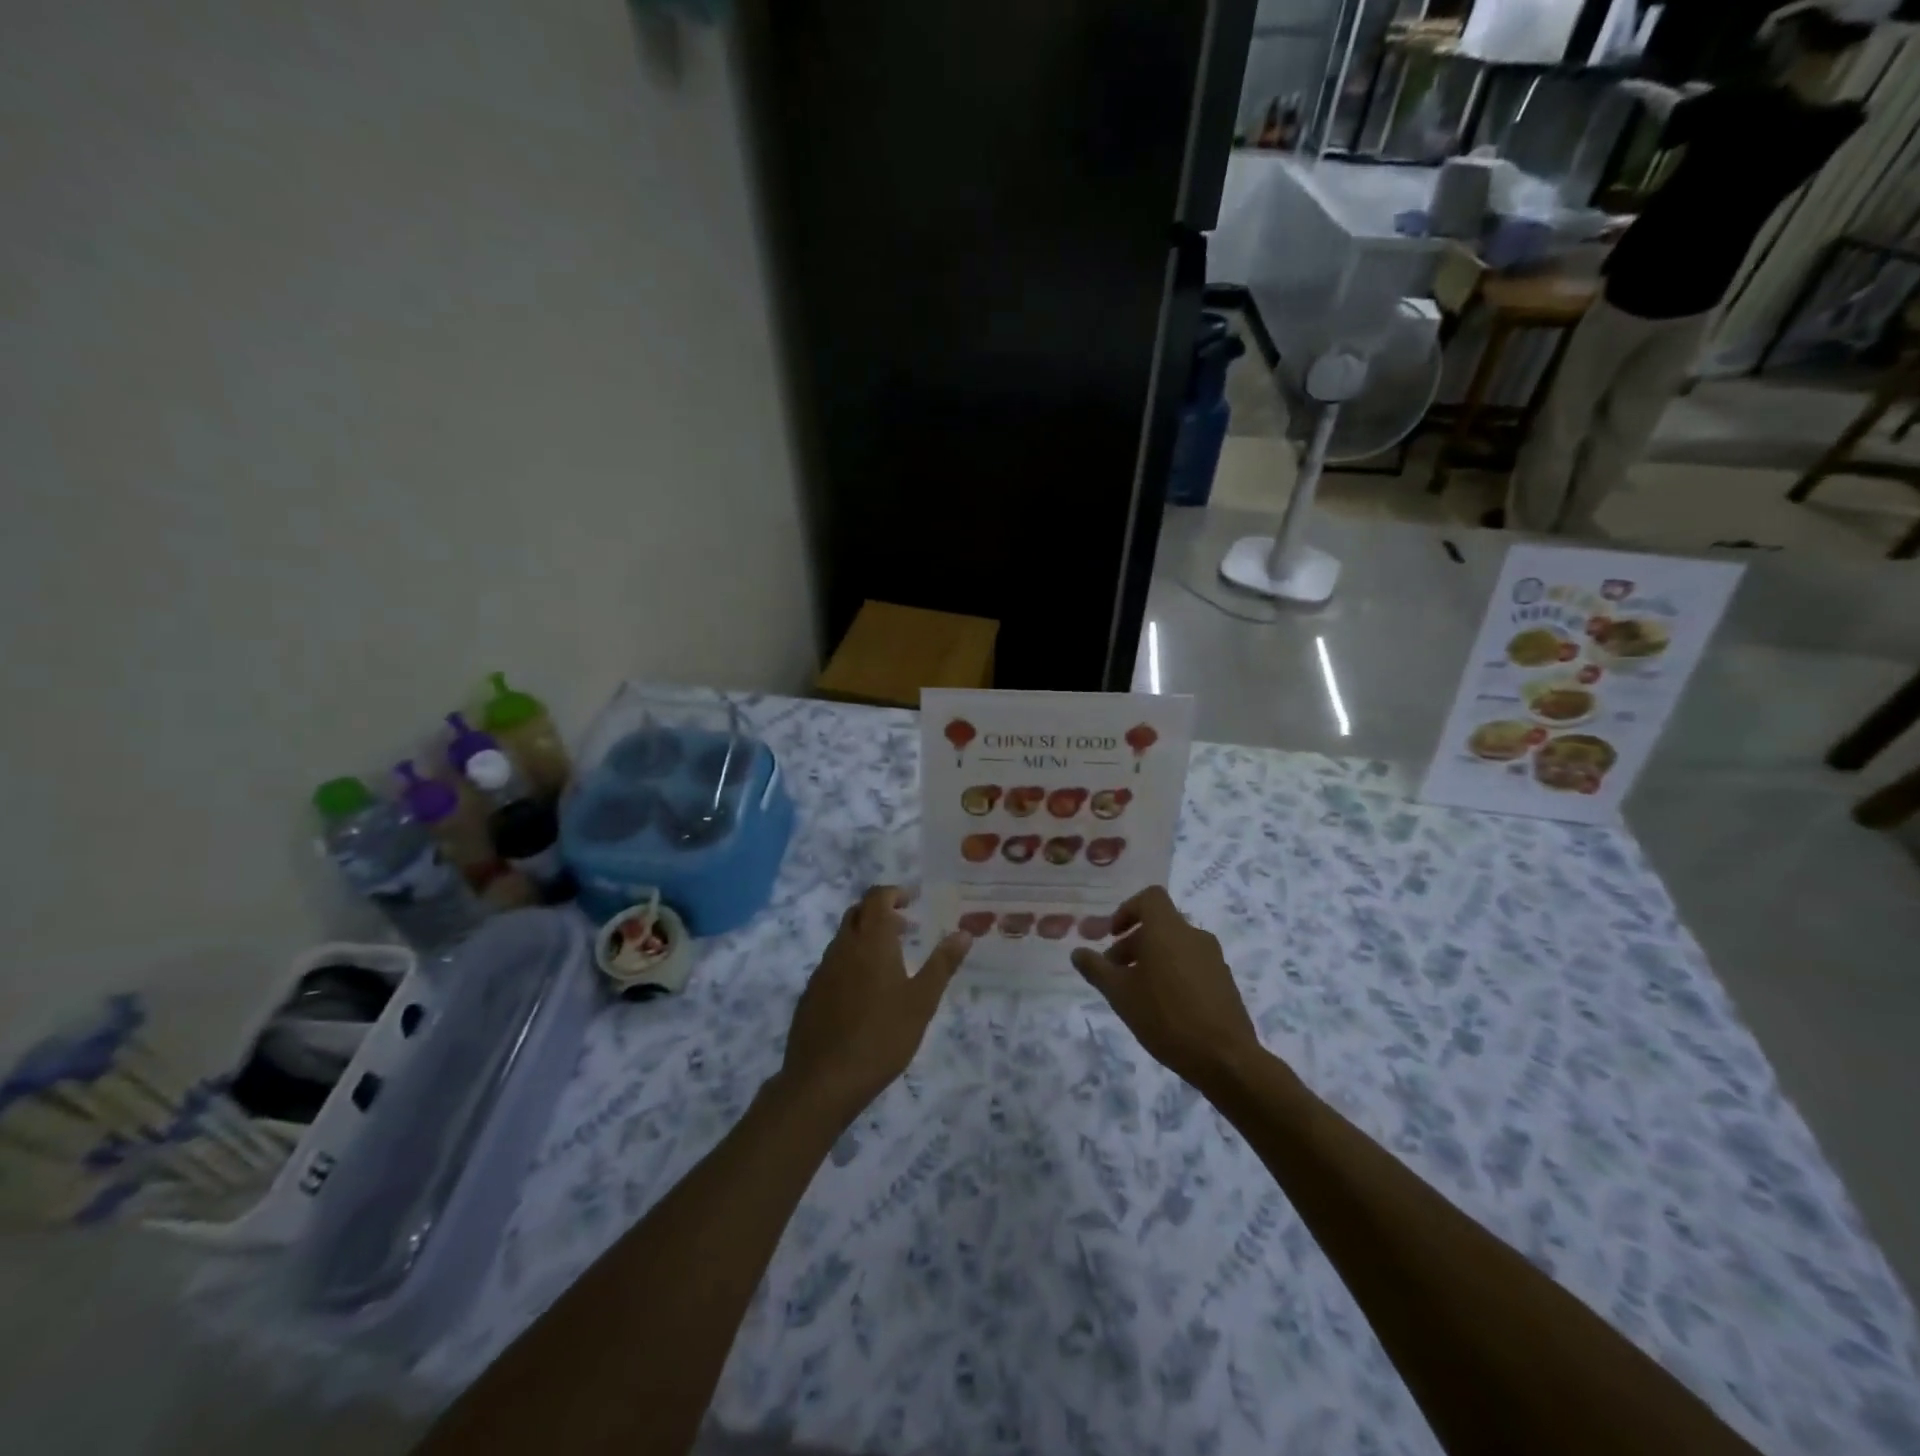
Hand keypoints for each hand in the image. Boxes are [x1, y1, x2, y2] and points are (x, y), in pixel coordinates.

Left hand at [778, 886, 971, 1123]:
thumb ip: (942, 964)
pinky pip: (833, 963)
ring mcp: (822, 970)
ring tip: (890, 961)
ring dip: (866, 937)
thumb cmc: (881, 1036)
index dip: (894, 893)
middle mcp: (843, 947)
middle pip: (857, 913)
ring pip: (843, 938)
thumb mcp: (922, 1001)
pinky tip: (865, 991)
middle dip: (880, 912)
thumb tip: (965, 932)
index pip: (877, 898)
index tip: (912, 899)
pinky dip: (851, 960)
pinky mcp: (811, 994)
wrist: (823, 1080)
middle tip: (905, 927)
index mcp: (871, 941)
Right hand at [1071, 886, 1260, 1092]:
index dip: (1127, 910)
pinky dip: (1174, 973)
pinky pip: (1193, 964)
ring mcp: (1214, 958)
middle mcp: (1194, 935)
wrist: (1225, 1058)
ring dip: (1153, 959)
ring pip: (1176, 946)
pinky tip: (1165, 1007)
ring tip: (1138, 993)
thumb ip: (1096, 969)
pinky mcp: (1225, 981)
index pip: (1150, 897)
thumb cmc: (1165, 1017)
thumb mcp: (1120, 994)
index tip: (1112, 935)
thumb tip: (1078, 952)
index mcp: (1168, 929)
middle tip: (1115, 972)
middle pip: (1160, 925)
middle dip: (1134, 942)